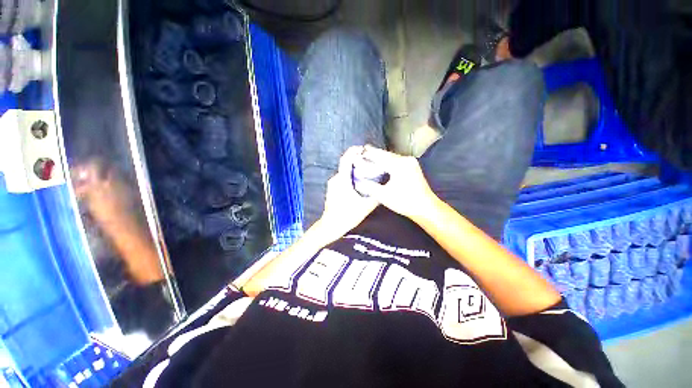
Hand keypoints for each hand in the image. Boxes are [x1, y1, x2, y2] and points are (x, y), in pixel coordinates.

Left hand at [316, 146, 378, 241]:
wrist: (331, 226)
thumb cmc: (347, 216)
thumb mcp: (365, 207)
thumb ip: (375, 196)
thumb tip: (384, 188)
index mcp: (342, 180)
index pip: (345, 160)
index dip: (353, 151)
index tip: (363, 149)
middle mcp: (335, 179)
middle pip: (346, 165)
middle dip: (357, 162)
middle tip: (370, 164)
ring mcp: (332, 184)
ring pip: (344, 173)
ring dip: (354, 171)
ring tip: (366, 174)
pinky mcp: (332, 189)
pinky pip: (342, 179)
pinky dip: (350, 177)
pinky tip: (358, 184)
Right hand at [357, 145, 437, 221]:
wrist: (425, 207)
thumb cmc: (405, 202)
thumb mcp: (384, 196)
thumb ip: (369, 187)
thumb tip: (357, 181)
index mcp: (399, 165)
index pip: (380, 156)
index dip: (368, 154)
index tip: (358, 151)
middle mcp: (406, 160)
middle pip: (386, 154)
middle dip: (374, 154)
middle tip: (361, 153)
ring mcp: (410, 162)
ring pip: (391, 157)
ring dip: (380, 157)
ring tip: (368, 157)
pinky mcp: (412, 166)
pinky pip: (396, 160)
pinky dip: (387, 161)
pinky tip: (381, 164)